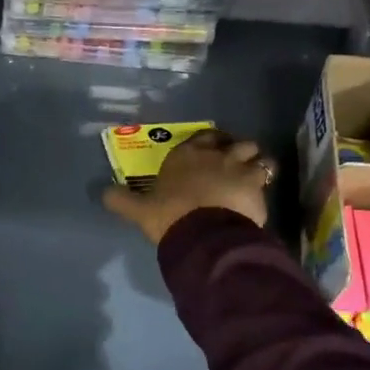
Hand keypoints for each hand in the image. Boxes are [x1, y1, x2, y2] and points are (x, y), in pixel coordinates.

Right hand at [102, 129, 275, 245]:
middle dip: (235, 150)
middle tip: (234, 164)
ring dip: (256, 161)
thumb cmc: (168, 215)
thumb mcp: (139, 210)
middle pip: (233, 141)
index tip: (210, 153)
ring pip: (256, 153)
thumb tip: (102, 193)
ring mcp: (238, 165)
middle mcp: (213, 153)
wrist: (201, 231)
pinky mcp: (257, 183)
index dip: (208, 143)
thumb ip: (121, 200)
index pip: (201, 138)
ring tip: (254, 175)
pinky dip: (266, 180)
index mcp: (184, 155)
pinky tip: (262, 191)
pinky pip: (267, 173)